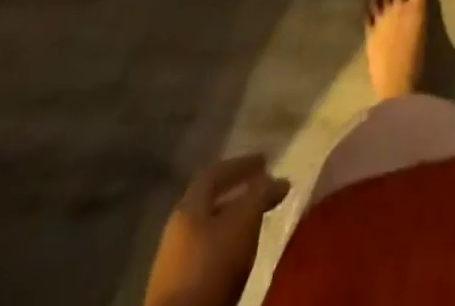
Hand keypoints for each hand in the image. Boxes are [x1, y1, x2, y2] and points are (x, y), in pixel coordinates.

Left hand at [146, 155, 290, 305]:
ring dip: (232, 224)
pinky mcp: (179, 293)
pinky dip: (226, 247)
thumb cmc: (211, 265)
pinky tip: (240, 257)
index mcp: (188, 207)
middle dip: (238, 195)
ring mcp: (174, 263)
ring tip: (256, 225)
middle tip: (263, 192)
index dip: (241, 165)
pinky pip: (207, 257)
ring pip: (208, 231)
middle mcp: (177, 230)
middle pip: (209, 202)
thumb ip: (261, 194)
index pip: (214, 173)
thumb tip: (280, 180)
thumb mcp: (243, 221)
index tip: (265, 161)